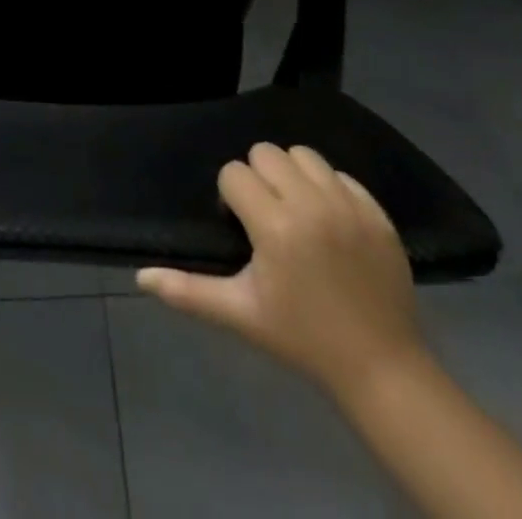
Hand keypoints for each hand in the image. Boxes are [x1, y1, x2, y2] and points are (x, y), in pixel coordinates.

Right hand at [137, 143, 421, 397]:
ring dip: (291, 174)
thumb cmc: (301, 338)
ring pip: (303, 154)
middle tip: (265, 216)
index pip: (234, 173)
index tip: (242, 228)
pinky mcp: (376, 212)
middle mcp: (311, 204)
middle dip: (257, 178)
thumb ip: (188, 290)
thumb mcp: (240, 314)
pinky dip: (327, 187)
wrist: (381, 368)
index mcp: (275, 226)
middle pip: (266, 153)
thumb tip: (140, 276)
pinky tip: (328, 220)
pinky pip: (340, 174)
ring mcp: (348, 205)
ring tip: (295, 209)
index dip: (231, 197)